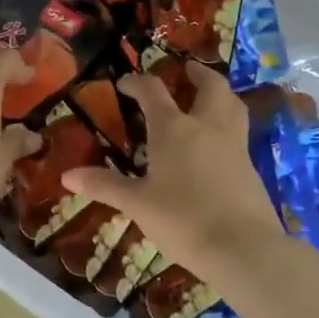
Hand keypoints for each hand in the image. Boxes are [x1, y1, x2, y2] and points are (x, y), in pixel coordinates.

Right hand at [63, 61, 285, 282]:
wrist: (242, 247)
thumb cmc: (183, 219)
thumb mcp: (137, 204)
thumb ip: (105, 186)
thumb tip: (67, 175)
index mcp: (174, 129)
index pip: (153, 92)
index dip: (137, 82)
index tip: (125, 83)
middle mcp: (207, 126)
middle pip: (210, 86)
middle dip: (198, 74)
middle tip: (187, 70)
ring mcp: (234, 144)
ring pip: (233, 105)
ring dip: (221, 94)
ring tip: (209, 97)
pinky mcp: (251, 166)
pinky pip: (240, 133)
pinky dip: (229, 125)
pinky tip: (218, 143)